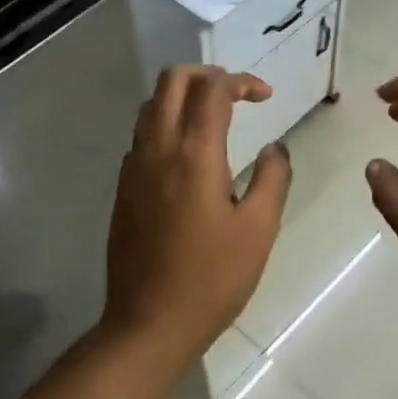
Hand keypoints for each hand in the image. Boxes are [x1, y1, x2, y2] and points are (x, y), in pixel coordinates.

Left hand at [103, 65, 291, 354]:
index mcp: (194, 154)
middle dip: (206, 75)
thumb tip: (274, 148)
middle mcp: (158, 149)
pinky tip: (189, 154)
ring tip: (214, 117)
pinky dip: (166, 123)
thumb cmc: (212, 278)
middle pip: (172, 81)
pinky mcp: (123, 189)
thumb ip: (272, 179)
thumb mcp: (259, 230)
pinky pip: (142, 135)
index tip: (265, 96)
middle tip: (236, 94)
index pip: (213, 90)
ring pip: (151, 105)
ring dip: (182, 96)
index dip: (241, 81)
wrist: (149, 323)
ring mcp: (133, 168)